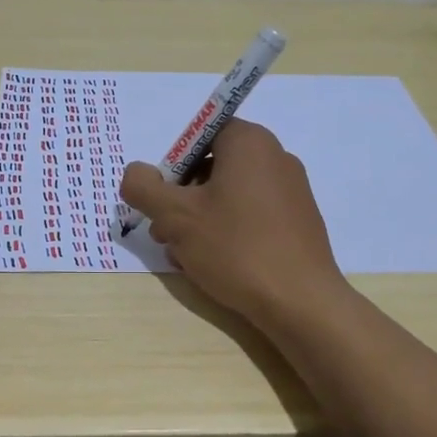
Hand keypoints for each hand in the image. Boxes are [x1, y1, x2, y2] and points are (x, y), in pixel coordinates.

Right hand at [119, 118, 346, 330]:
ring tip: (184, 256)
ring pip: (229, 196)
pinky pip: (252, 215)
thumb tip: (135, 173)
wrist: (301, 302)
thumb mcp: (176, 216)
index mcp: (249, 142)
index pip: (201, 133)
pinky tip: (214, 265)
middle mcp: (276, 157)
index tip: (163, 198)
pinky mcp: (298, 222)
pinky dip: (228, 232)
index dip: (174, 163)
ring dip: (200, 220)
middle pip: (213, 166)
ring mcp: (292, 191)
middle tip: (164, 232)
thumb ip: (144, 187)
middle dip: (182, 197)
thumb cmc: (236, 248)